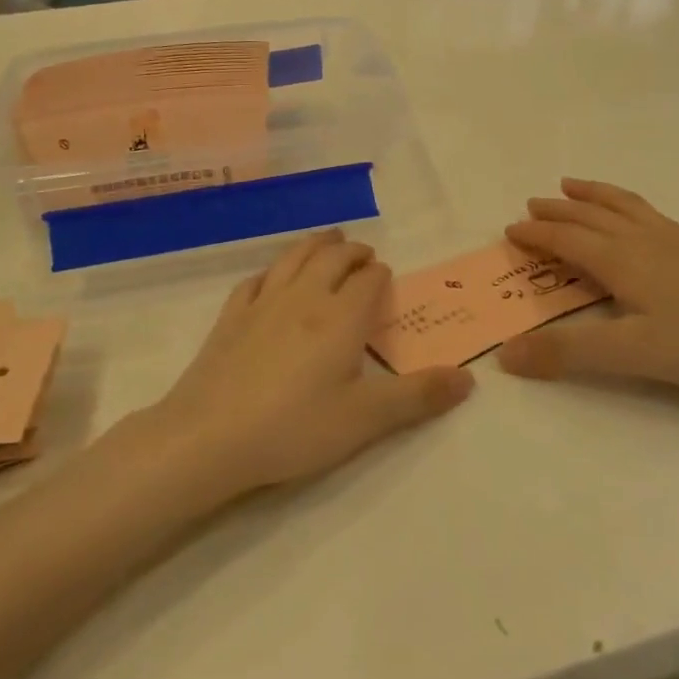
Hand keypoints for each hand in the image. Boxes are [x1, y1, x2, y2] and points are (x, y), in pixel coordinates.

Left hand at [131, 230, 473, 499]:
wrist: (208, 438)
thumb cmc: (294, 428)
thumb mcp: (366, 420)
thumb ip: (418, 397)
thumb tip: (470, 379)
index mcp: (341, 318)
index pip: (368, 280)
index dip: (381, 275)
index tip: (386, 278)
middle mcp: (304, 298)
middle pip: (332, 258)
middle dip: (352, 252)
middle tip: (364, 253)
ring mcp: (262, 304)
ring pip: (293, 258)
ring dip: (315, 245)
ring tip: (327, 240)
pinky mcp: (230, 318)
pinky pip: (255, 280)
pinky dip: (272, 271)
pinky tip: (271, 278)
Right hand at [498, 178, 678, 393]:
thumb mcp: (629, 354)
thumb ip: (567, 352)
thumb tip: (505, 355)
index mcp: (620, 260)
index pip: (567, 239)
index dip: (536, 234)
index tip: (510, 231)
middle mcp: (641, 241)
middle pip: (590, 216)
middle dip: (557, 211)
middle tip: (531, 205)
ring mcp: (672, 241)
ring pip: (621, 206)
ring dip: (592, 195)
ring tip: (573, 185)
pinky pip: (648, 212)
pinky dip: (626, 203)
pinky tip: (635, 215)